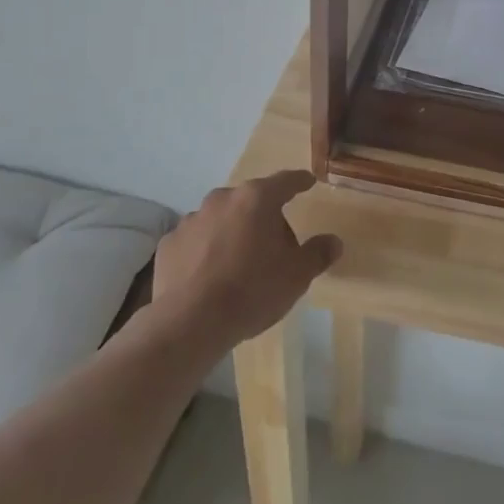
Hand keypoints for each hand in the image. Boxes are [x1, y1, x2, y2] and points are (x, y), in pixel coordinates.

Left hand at [152, 170, 340, 349]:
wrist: (191, 322)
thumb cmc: (252, 290)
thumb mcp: (297, 276)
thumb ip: (317, 254)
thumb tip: (334, 241)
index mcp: (257, 199)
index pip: (285, 181)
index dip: (299, 182)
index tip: (308, 182)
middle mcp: (222, 199)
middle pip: (251, 201)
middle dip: (264, 216)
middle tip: (276, 245)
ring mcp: (192, 219)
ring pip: (221, 218)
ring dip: (233, 231)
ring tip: (241, 263)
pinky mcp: (170, 243)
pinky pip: (196, 240)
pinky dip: (206, 250)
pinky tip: (211, 275)